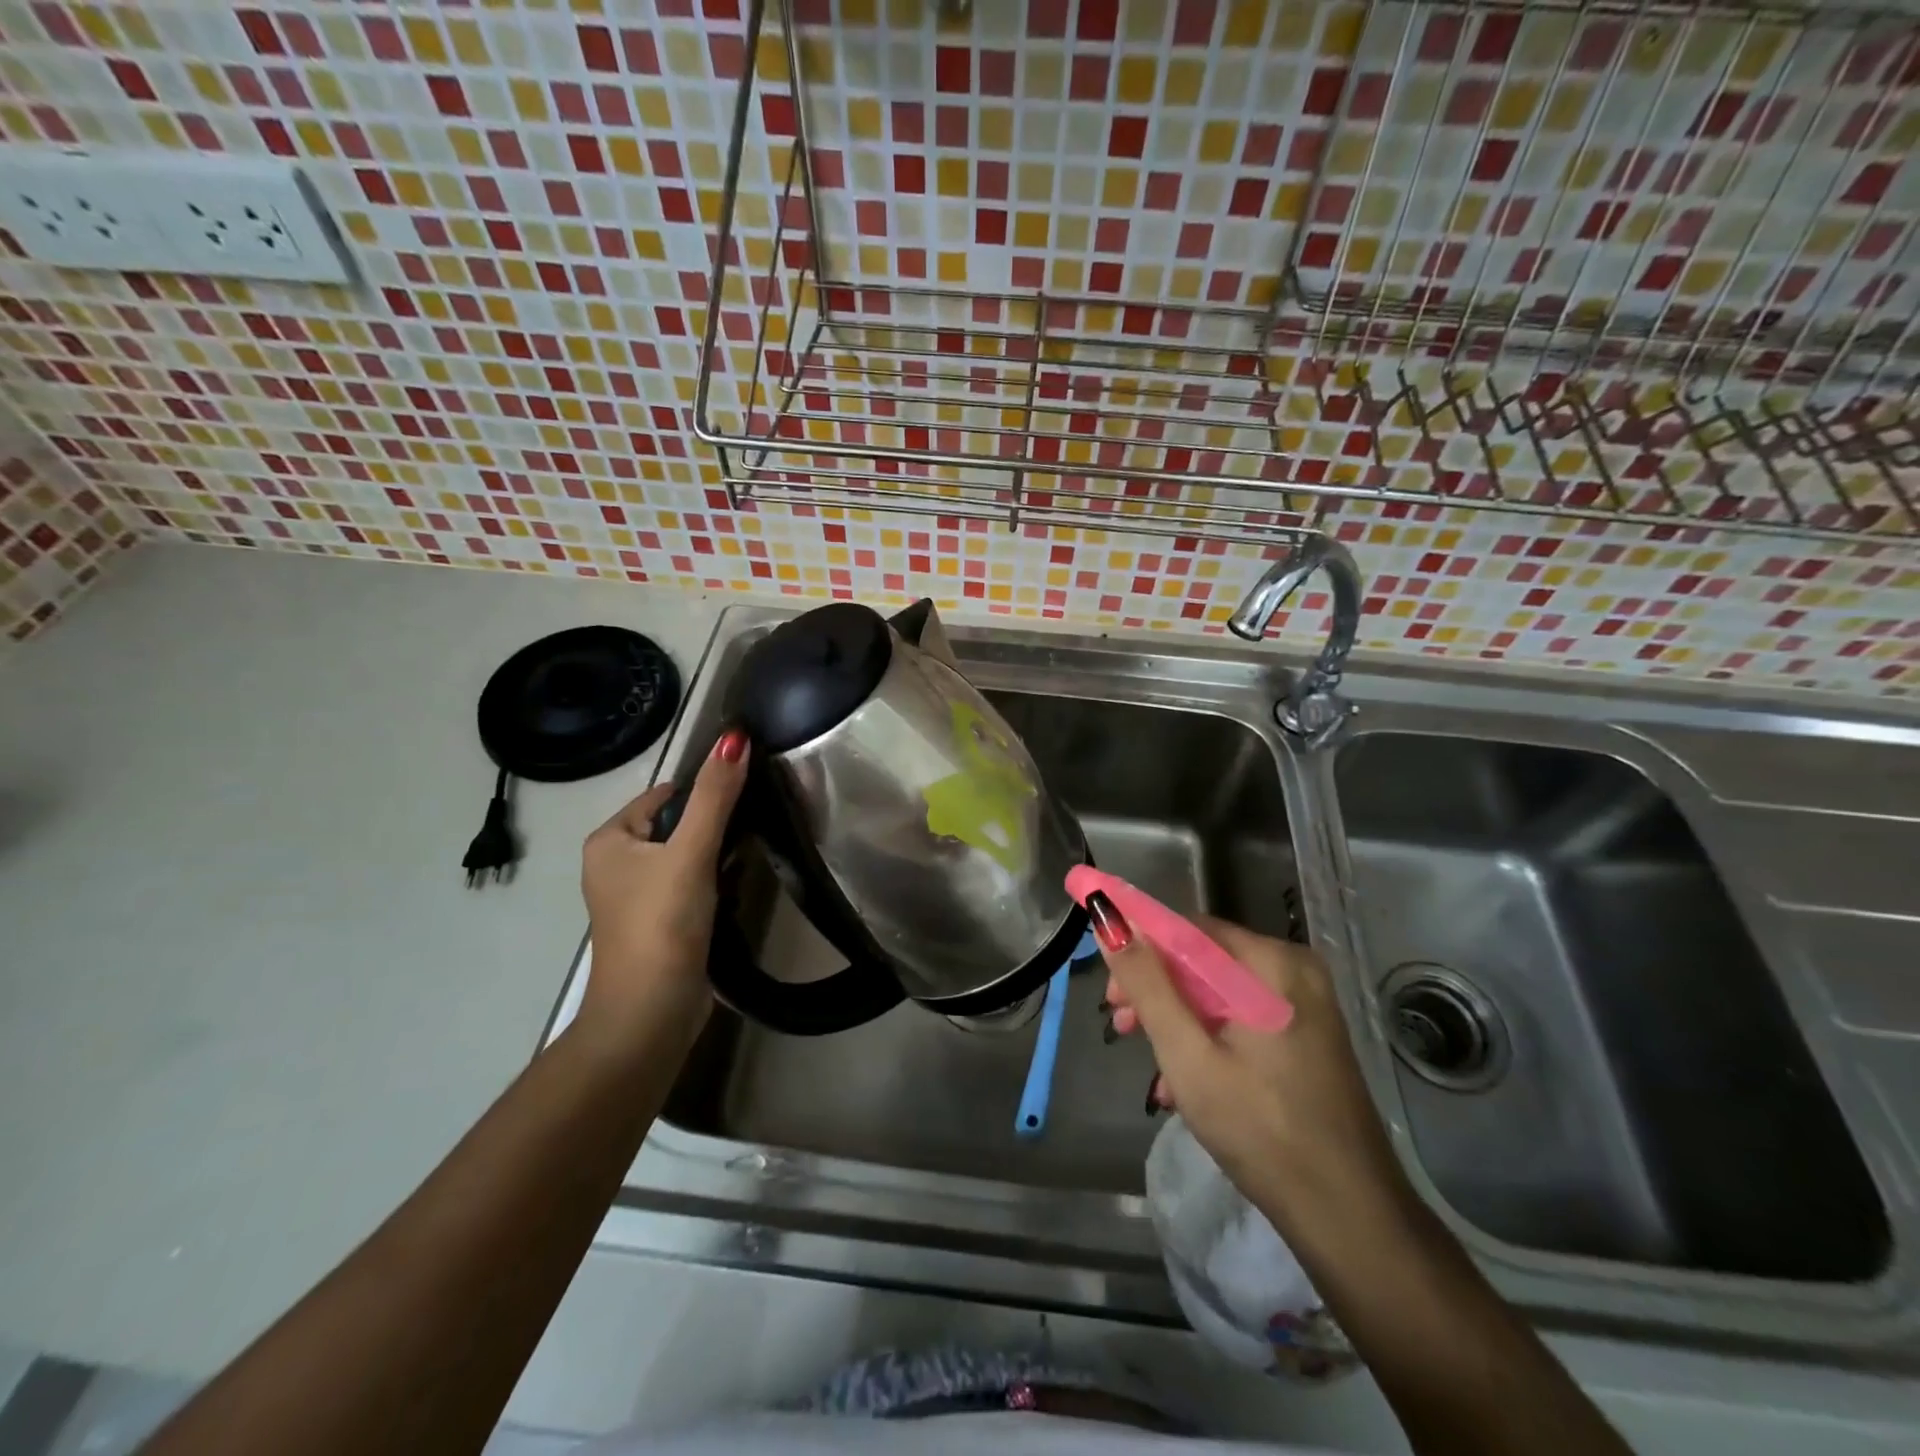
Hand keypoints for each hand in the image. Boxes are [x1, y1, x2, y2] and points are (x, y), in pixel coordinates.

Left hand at [578, 729, 748, 1053]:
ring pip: (688, 858)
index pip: (666, 795)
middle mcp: (616, 864)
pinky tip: (732, 896)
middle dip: (713, 831)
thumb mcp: (690, 852)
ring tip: (740, 870)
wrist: (651, 1014)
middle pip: (678, 825)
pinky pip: (691, 887)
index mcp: (610, 840)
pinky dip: (713, 887)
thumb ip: (715, 796)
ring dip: (717, 860)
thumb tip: (734, 737)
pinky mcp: (659, 924)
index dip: (705, 797)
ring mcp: (636, 898)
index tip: (743, 807)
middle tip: (746, 840)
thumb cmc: (662, 924)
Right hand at [1091, 895, 1410, 1228]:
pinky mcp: (1306, 1037)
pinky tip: (1183, 1086)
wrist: (1350, 1218)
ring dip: (1175, 1020)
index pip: (1187, 929)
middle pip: (1202, 959)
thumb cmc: (1261, 1129)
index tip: (1107, 985)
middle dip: (1155, 989)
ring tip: (1150, 1068)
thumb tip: (1108, 921)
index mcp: (1272, 963)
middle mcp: (1293, 970)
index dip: (1138, 945)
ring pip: (1218, 992)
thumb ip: (1147, 984)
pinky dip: (1207, 1039)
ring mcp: (1305, 1005)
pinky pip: (1240, 1019)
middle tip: (1120, 1025)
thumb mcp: (1188, 1055)